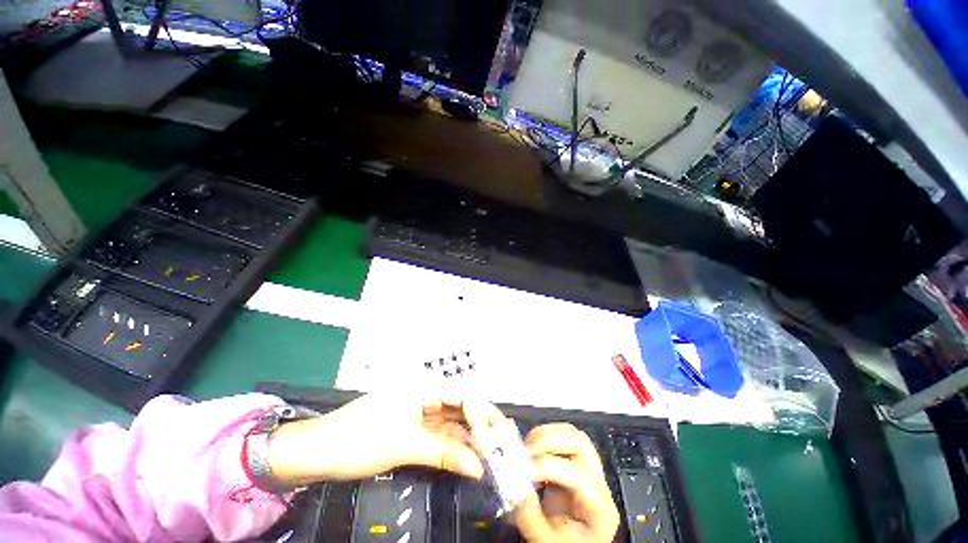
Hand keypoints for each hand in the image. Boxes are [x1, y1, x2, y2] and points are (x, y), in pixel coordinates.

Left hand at [266, 394, 484, 485]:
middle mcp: (424, 395)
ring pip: (451, 423)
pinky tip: (467, 458)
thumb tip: (480, 466)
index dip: (481, 415)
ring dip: (469, 439)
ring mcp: (418, 413)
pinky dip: (452, 447)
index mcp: (423, 387)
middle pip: (459, 407)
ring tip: (490, 455)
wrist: (318, 453)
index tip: (496, 438)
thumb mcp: (405, 445)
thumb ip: (445, 453)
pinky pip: (439, 436)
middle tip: (502, 445)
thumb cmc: (360, 439)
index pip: (462, 395)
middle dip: (480, 425)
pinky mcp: (412, 430)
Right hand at [515, 424, 619, 542]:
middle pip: (581, 445)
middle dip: (550, 441)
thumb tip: (515, 487)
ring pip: (573, 435)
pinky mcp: (574, 463)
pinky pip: (563, 438)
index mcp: (600, 509)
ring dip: (547, 435)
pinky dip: (544, 436)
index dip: (550, 467)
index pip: (581, 477)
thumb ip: (531, 518)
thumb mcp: (547, 542)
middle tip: (526, 451)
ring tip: (527, 447)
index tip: (524, 469)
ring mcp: (588, 470)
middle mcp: (598, 483)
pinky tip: (531, 449)